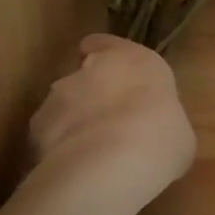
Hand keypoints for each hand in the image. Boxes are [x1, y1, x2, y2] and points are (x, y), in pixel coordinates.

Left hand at [32, 35, 195, 205]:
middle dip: (91, 95)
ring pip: (62, 104)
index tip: (114, 81)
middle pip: (84, 74)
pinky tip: (72, 170)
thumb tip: (155, 131)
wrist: (111, 164)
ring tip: (89, 155)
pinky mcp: (36, 125)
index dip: (106, 62)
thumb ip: (158, 120)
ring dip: (72, 123)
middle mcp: (92, 68)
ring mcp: (59, 94)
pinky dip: (55, 148)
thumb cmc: (161, 139)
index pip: (106, 44)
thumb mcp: (177, 130)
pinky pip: (47, 134)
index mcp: (135, 59)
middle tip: (109, 126)